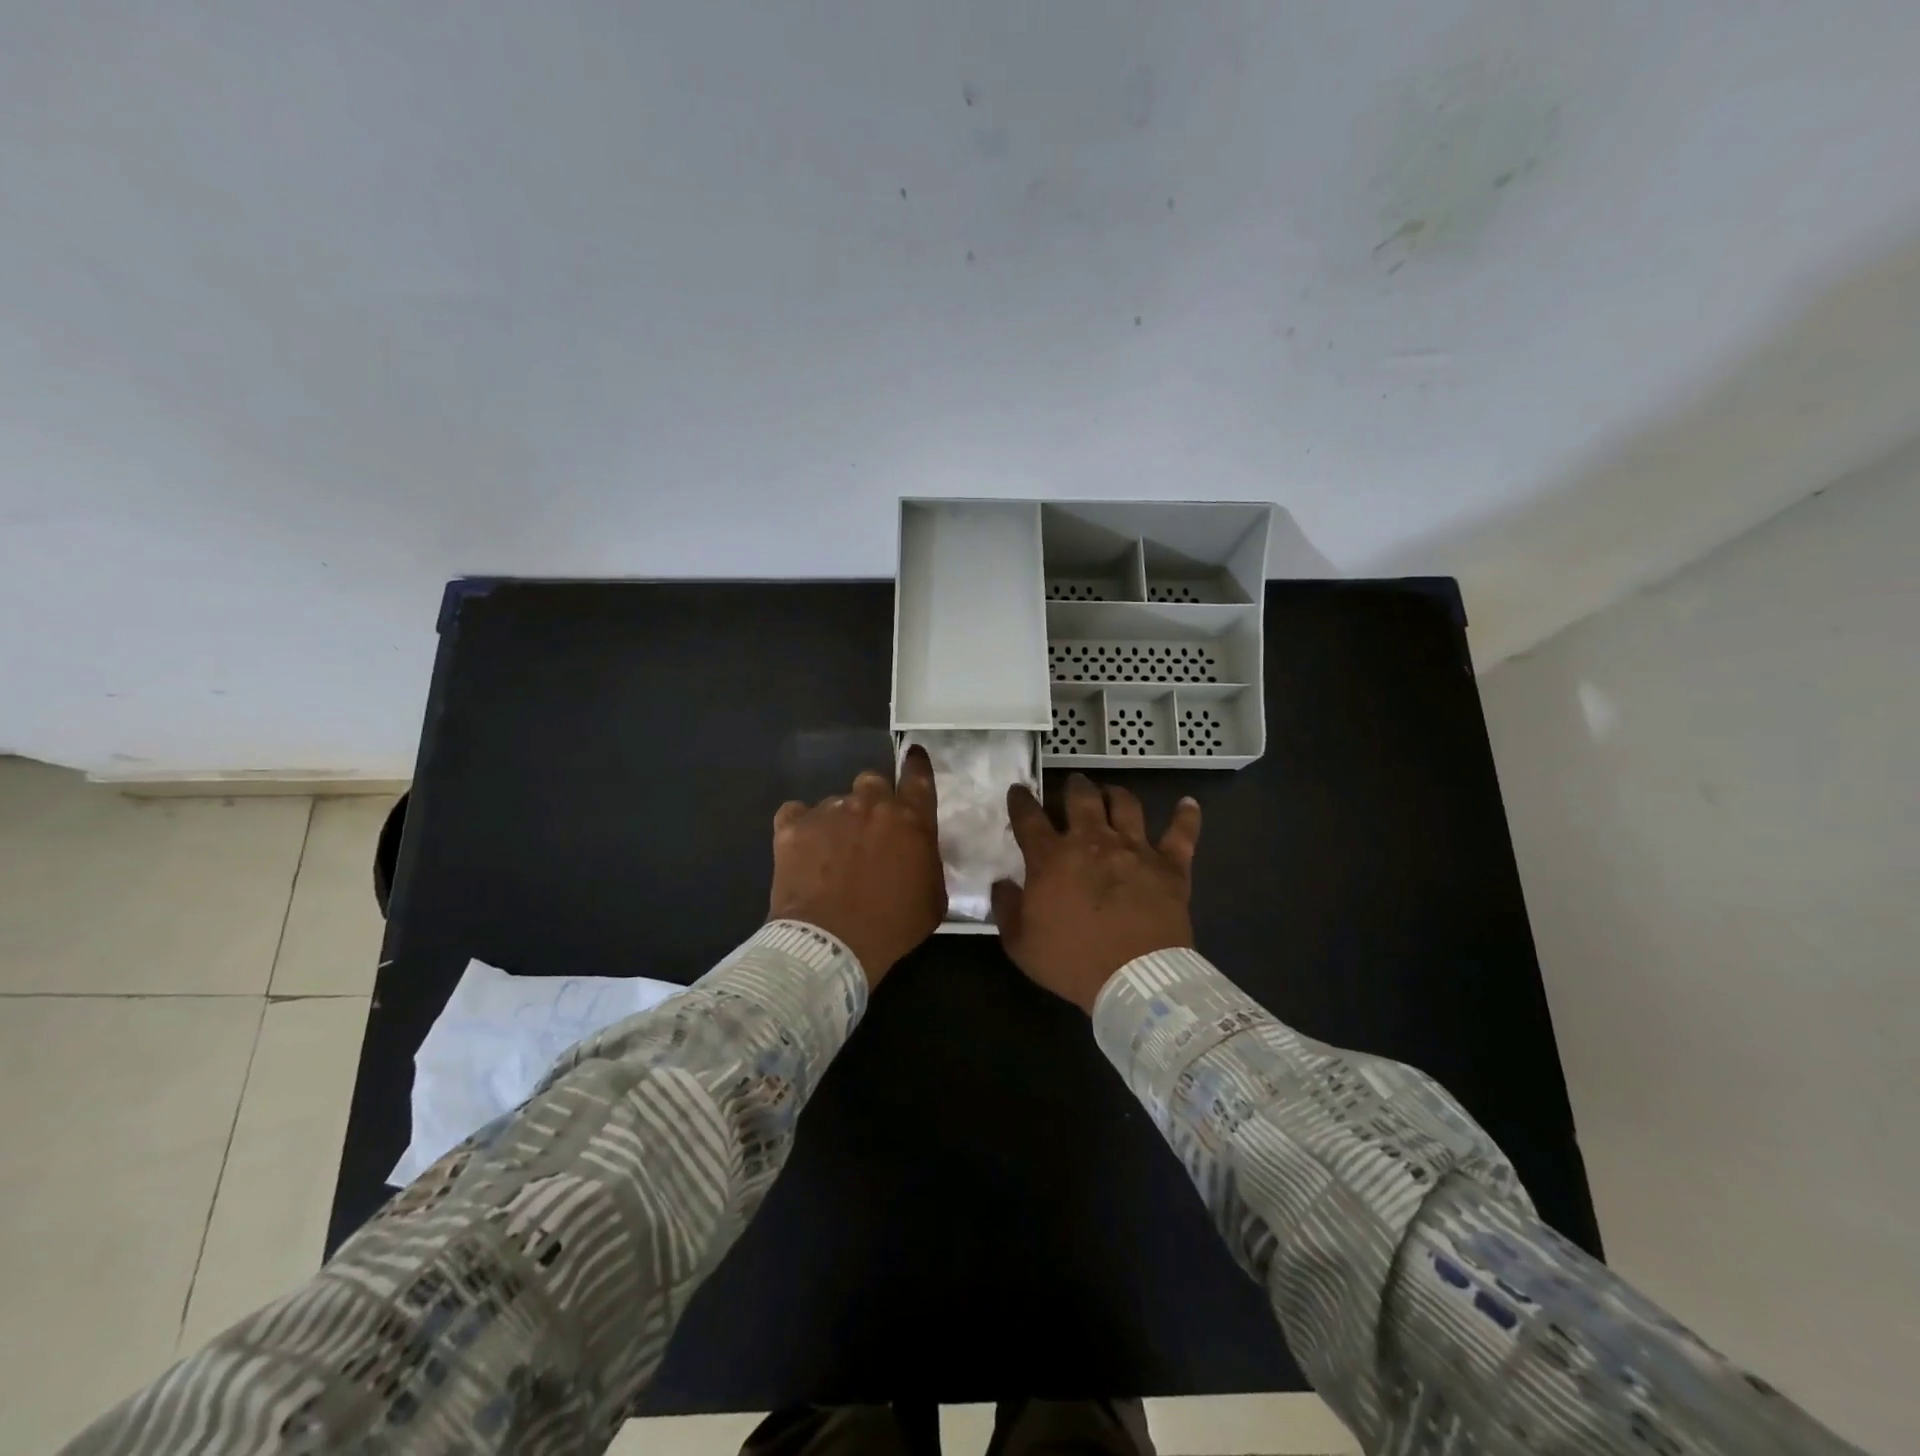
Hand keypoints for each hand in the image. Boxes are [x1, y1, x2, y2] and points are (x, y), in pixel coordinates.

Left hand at [768, 746, 946, 987]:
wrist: (830, 943)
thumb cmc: (891, 926)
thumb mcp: (933, 900)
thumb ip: (929, 864)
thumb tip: (920, 854)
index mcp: (910, 820)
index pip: (918, 777)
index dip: (917, 764)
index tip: (914, 755)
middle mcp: (871, 805)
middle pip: (873, 782)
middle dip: (873, 799)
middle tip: (869, 829)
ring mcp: (829, 811)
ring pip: (836, 801)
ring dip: (838, 821)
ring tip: (831, 854)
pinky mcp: (793, 826)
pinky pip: (796, 813)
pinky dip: (801, 828)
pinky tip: (802, 850)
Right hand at [992, 775, 1200, 1012]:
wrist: (1135, 979)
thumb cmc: (1072, 962)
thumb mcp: (1020, 944)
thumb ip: (1006, 908)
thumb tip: (1002, 883)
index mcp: (1051, 858)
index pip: (1028, 817)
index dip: (1021, 800)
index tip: (1019, 790)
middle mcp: (1092, 841)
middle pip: (1081, 798)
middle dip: (1074, 787)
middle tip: (1073, 785)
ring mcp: (1134, 848)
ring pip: (1126, 804)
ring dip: (1116, 794)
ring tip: (1112, 793)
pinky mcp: (1170, 865)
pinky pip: (1182, 833)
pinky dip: (1186, 816)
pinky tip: (1188, 803)